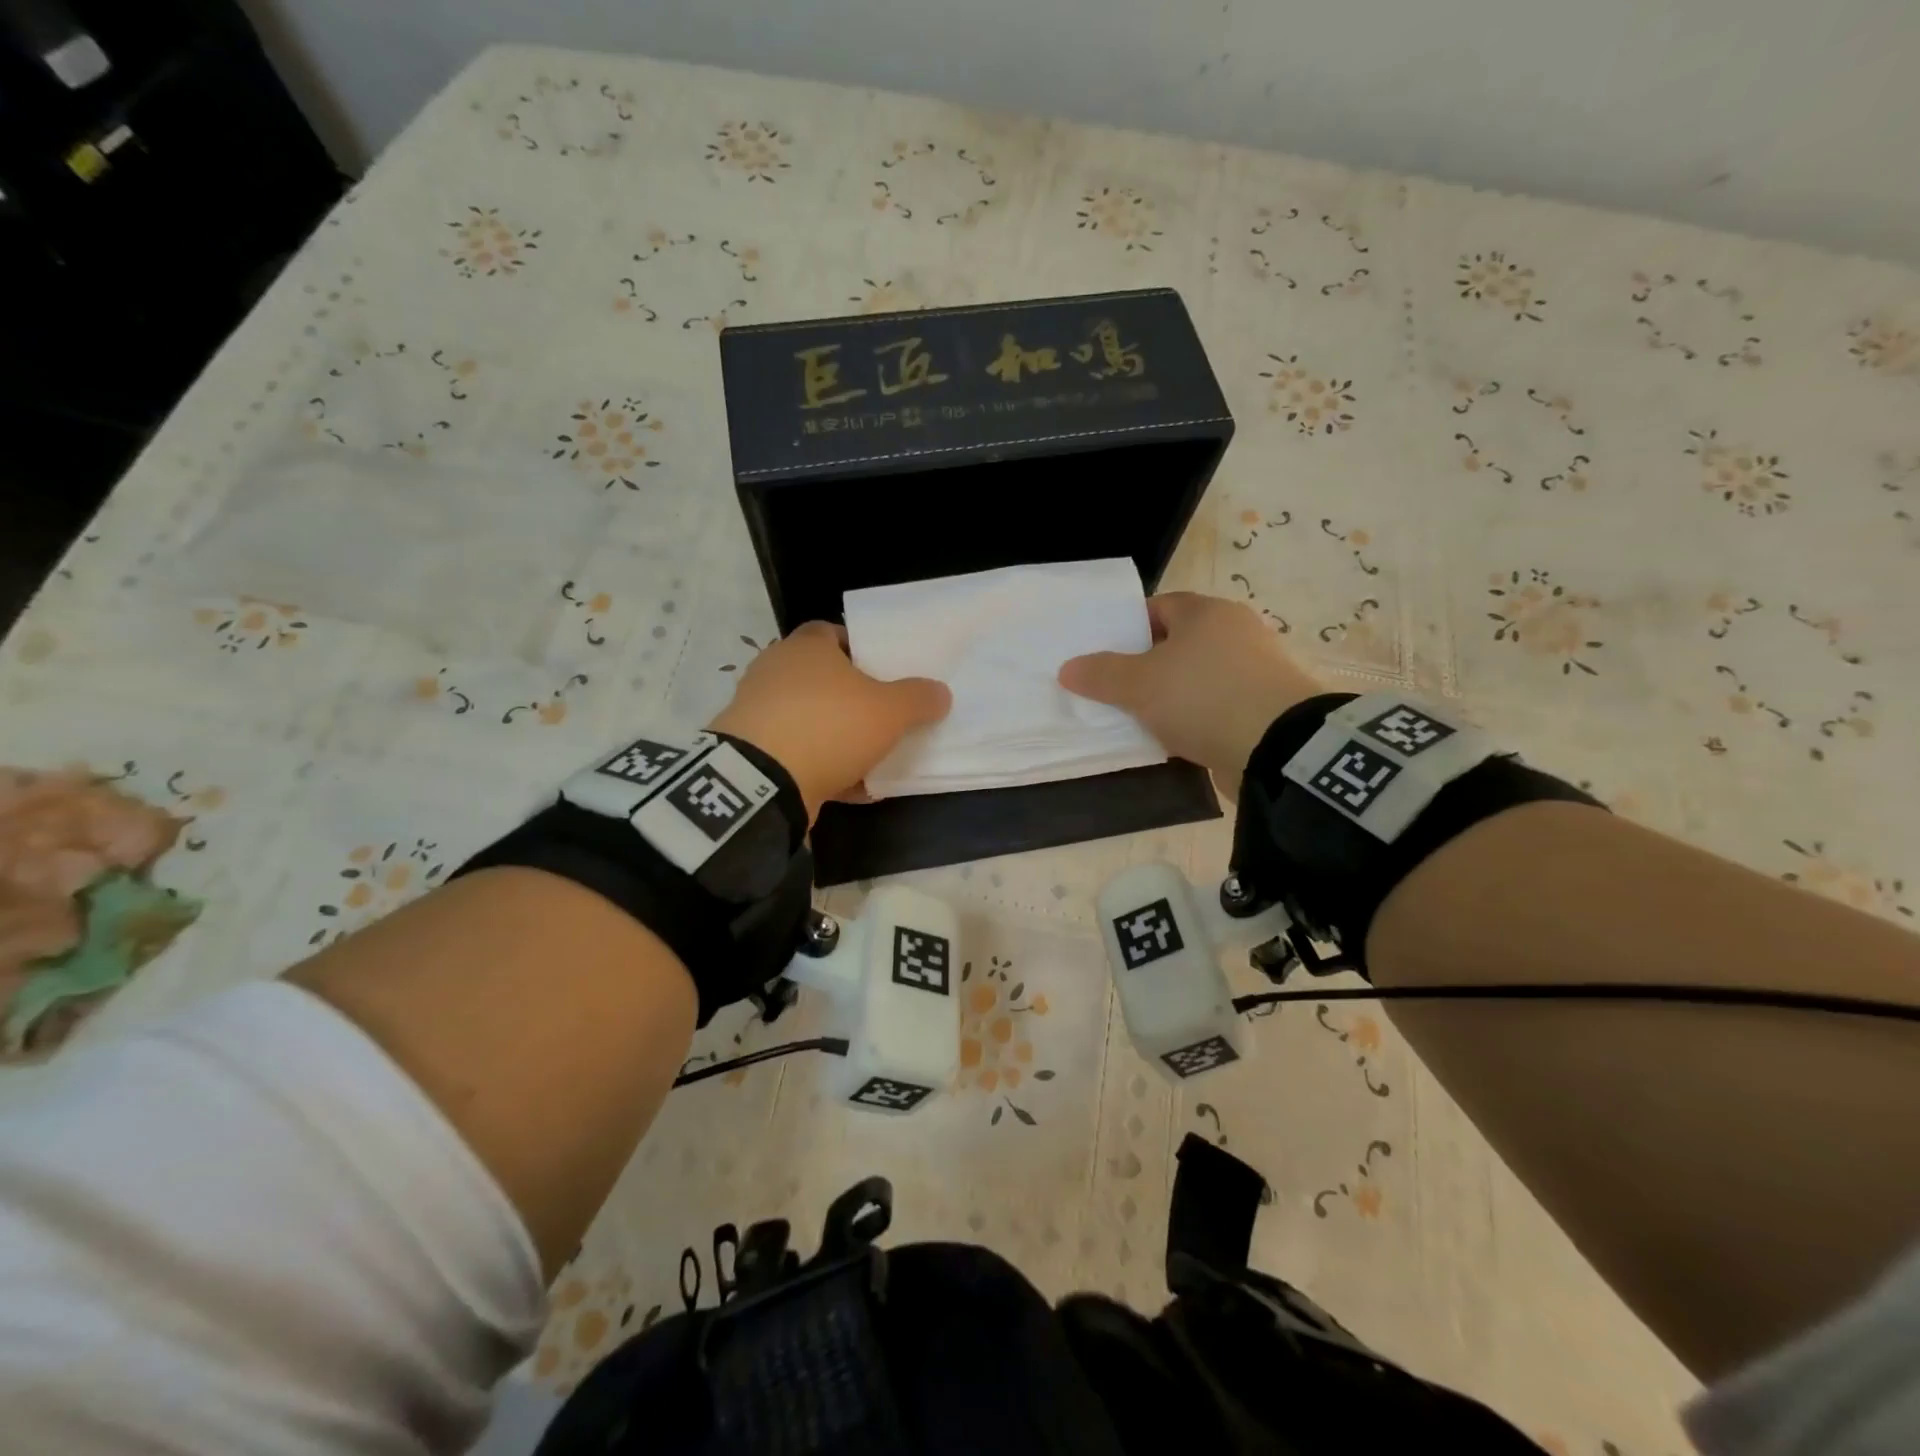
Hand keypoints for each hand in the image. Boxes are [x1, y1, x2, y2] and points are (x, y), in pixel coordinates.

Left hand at [708, 622, 950, 820]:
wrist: (762, 781)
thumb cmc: (830, 726)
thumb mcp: (890, 711)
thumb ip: (918, 698)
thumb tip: (940, 692)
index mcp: (806, 647)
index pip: (831, 632)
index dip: (858, 648)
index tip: (882, 670)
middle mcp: (775, 671)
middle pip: (819, 677)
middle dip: (849, 696)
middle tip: (880, 713)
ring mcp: (757, 711)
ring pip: (807, 718)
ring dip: (835, 736)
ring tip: (870, 757)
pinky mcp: (749, 750)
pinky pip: (794, 752)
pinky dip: (819, 766)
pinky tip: (849, 787)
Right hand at [1058, 592, 1319, 794]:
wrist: (1278, 748)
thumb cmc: (1202, 697)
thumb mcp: (1139, 685)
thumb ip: (1101, 674)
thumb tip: (1068, 668)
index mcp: (1207, 613)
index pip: (1159, 607)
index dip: (1128, 628)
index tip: (1105, 655)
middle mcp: (1236, 632)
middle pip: (1179, 643)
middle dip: (1147, 665)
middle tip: (1116, 689)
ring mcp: (1256, 670)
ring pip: (1198, 678)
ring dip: (1172, 696)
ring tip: (1141, 719)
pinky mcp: (1266, 706)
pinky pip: (1217, 706)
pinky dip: (1196, 718)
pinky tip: (1176, 739)